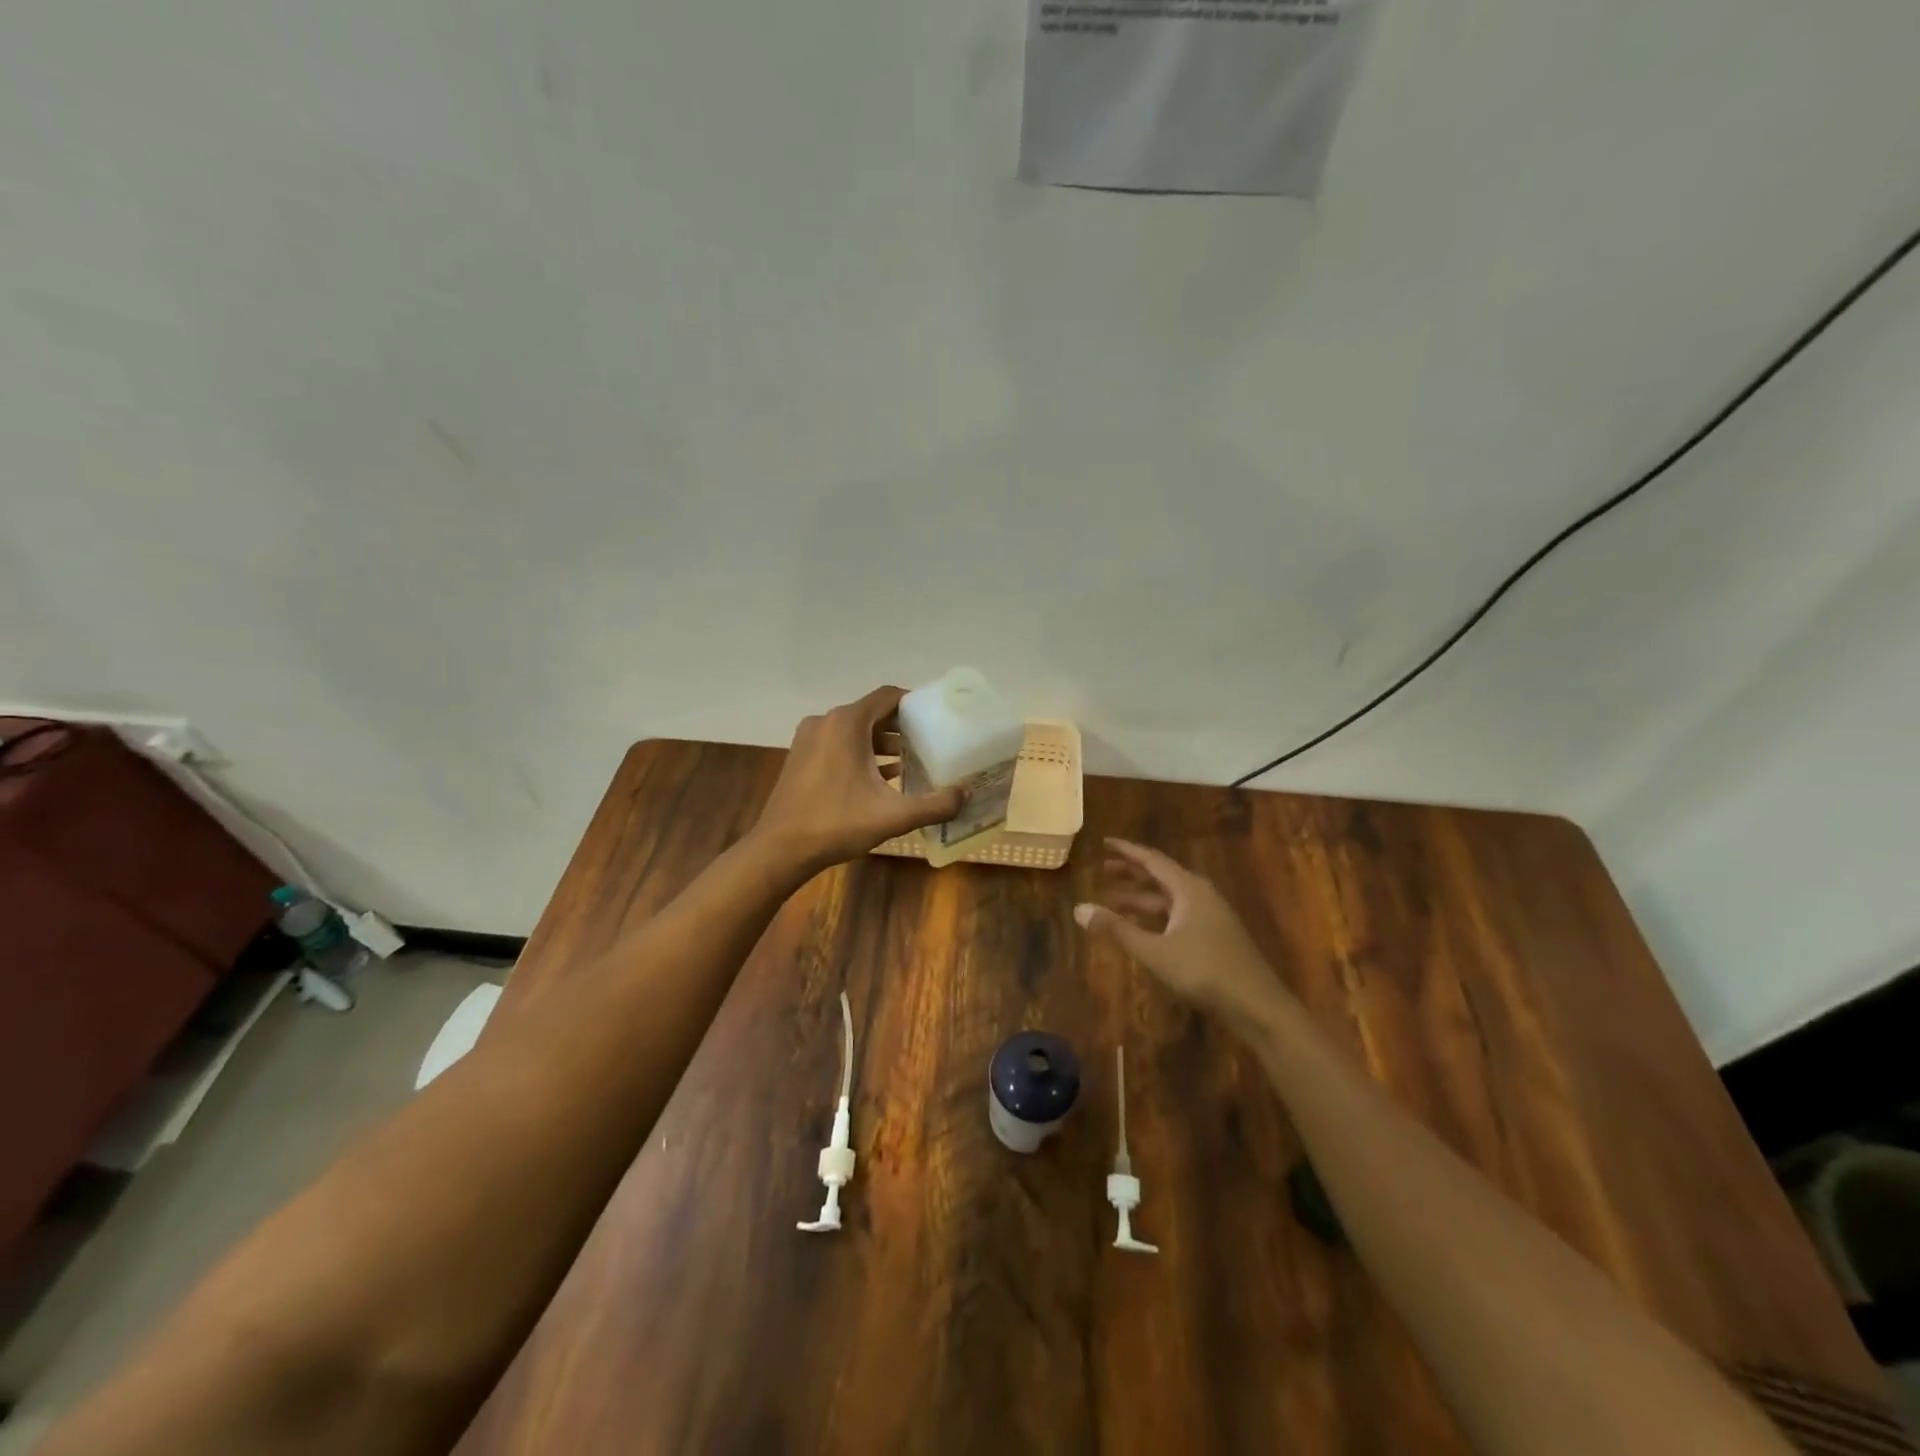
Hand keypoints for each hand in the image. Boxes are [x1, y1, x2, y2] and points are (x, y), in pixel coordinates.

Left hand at [753, 686, 964, 871]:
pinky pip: (838, 744)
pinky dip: (861, 753)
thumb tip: (966, 795)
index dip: (915, 703)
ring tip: (912, 760)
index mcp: (847, 723)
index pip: (888, 696)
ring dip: (882, 742)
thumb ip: (934, 805)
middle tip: (931, 741)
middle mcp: (826, 722)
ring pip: (855, 730)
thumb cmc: (836, 824)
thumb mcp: (892, 816)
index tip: (938, 717)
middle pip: (872, 713)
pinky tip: (883, 776)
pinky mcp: (801, 757)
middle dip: (902, 726)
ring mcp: (809, 738)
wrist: (780, 849)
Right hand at [1075, 838, 1285, 1029]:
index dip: (1127, 851)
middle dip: (1132, 873)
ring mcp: (1210, 916)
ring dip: (1141, 898)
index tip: (1104, 842)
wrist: (1257, 1005)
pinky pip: (1177, 915)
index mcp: (1188, 889)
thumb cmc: (1204, 971)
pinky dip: (1155, 916)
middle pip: (1161, 876)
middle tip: (1103, 869)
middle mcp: (1200, 895)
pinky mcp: (1214, 937)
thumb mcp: (1154, 951)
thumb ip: (1116, 929)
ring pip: (1169, 899)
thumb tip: (1079, 908)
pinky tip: (1141, 928)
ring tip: (1112, 899)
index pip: (1152, 860)